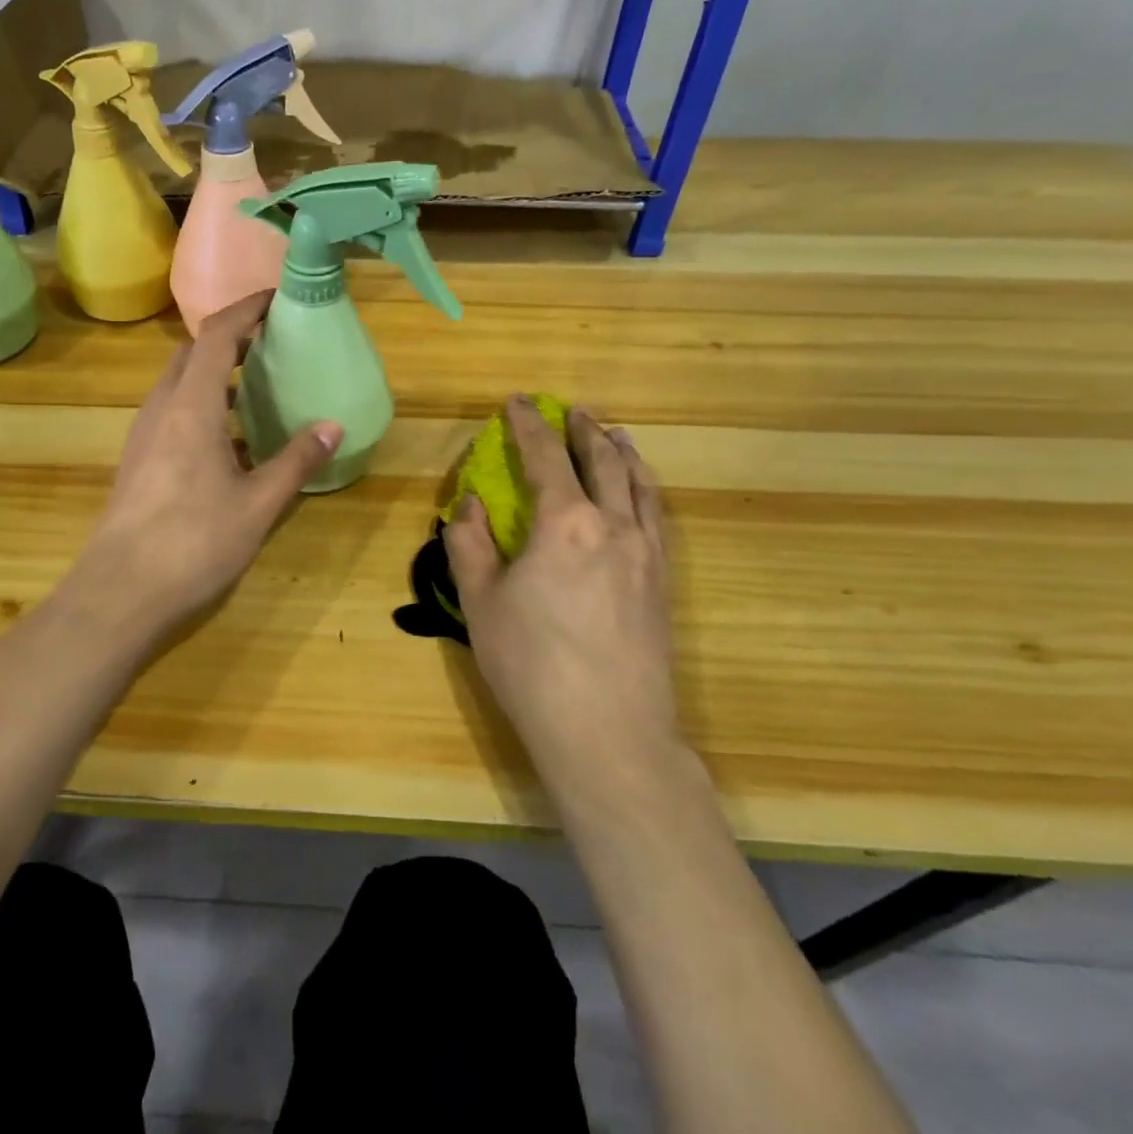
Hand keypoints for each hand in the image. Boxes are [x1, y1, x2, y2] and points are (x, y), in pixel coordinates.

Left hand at [72, 292, 342, 642]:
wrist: (119, 593)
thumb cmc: (193, 543)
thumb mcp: (257, 504)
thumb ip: (295, 460)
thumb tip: (332, 425)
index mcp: (191, 406)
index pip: (216, 334)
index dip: (246, 308)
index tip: (277, 298)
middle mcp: (161, 409)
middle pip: (193, 353)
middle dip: (230, 339)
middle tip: (272, 343)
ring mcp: (143, 435)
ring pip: (180, 384)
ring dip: (215, 374)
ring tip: (256, 387)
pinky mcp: (137, 461)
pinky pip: (173, 413)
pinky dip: (203, 406)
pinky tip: (230, 441)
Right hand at [445, 397, 683, 797]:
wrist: (608, 731)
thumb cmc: (531, 664)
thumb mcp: (480, 601)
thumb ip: (469, 544)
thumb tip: (468, 504)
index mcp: (564, 523)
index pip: (546, 458)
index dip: (530, 425)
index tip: (519, 402)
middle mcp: (612, 526)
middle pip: (603, 462)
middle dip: (584, 431)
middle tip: (573, 411)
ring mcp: (646, 553)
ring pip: (640, 485)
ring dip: (624, 453)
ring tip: (615, 435)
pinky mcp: (663, 582)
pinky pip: (657, 517)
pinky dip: (646, 489)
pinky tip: (641, 493)